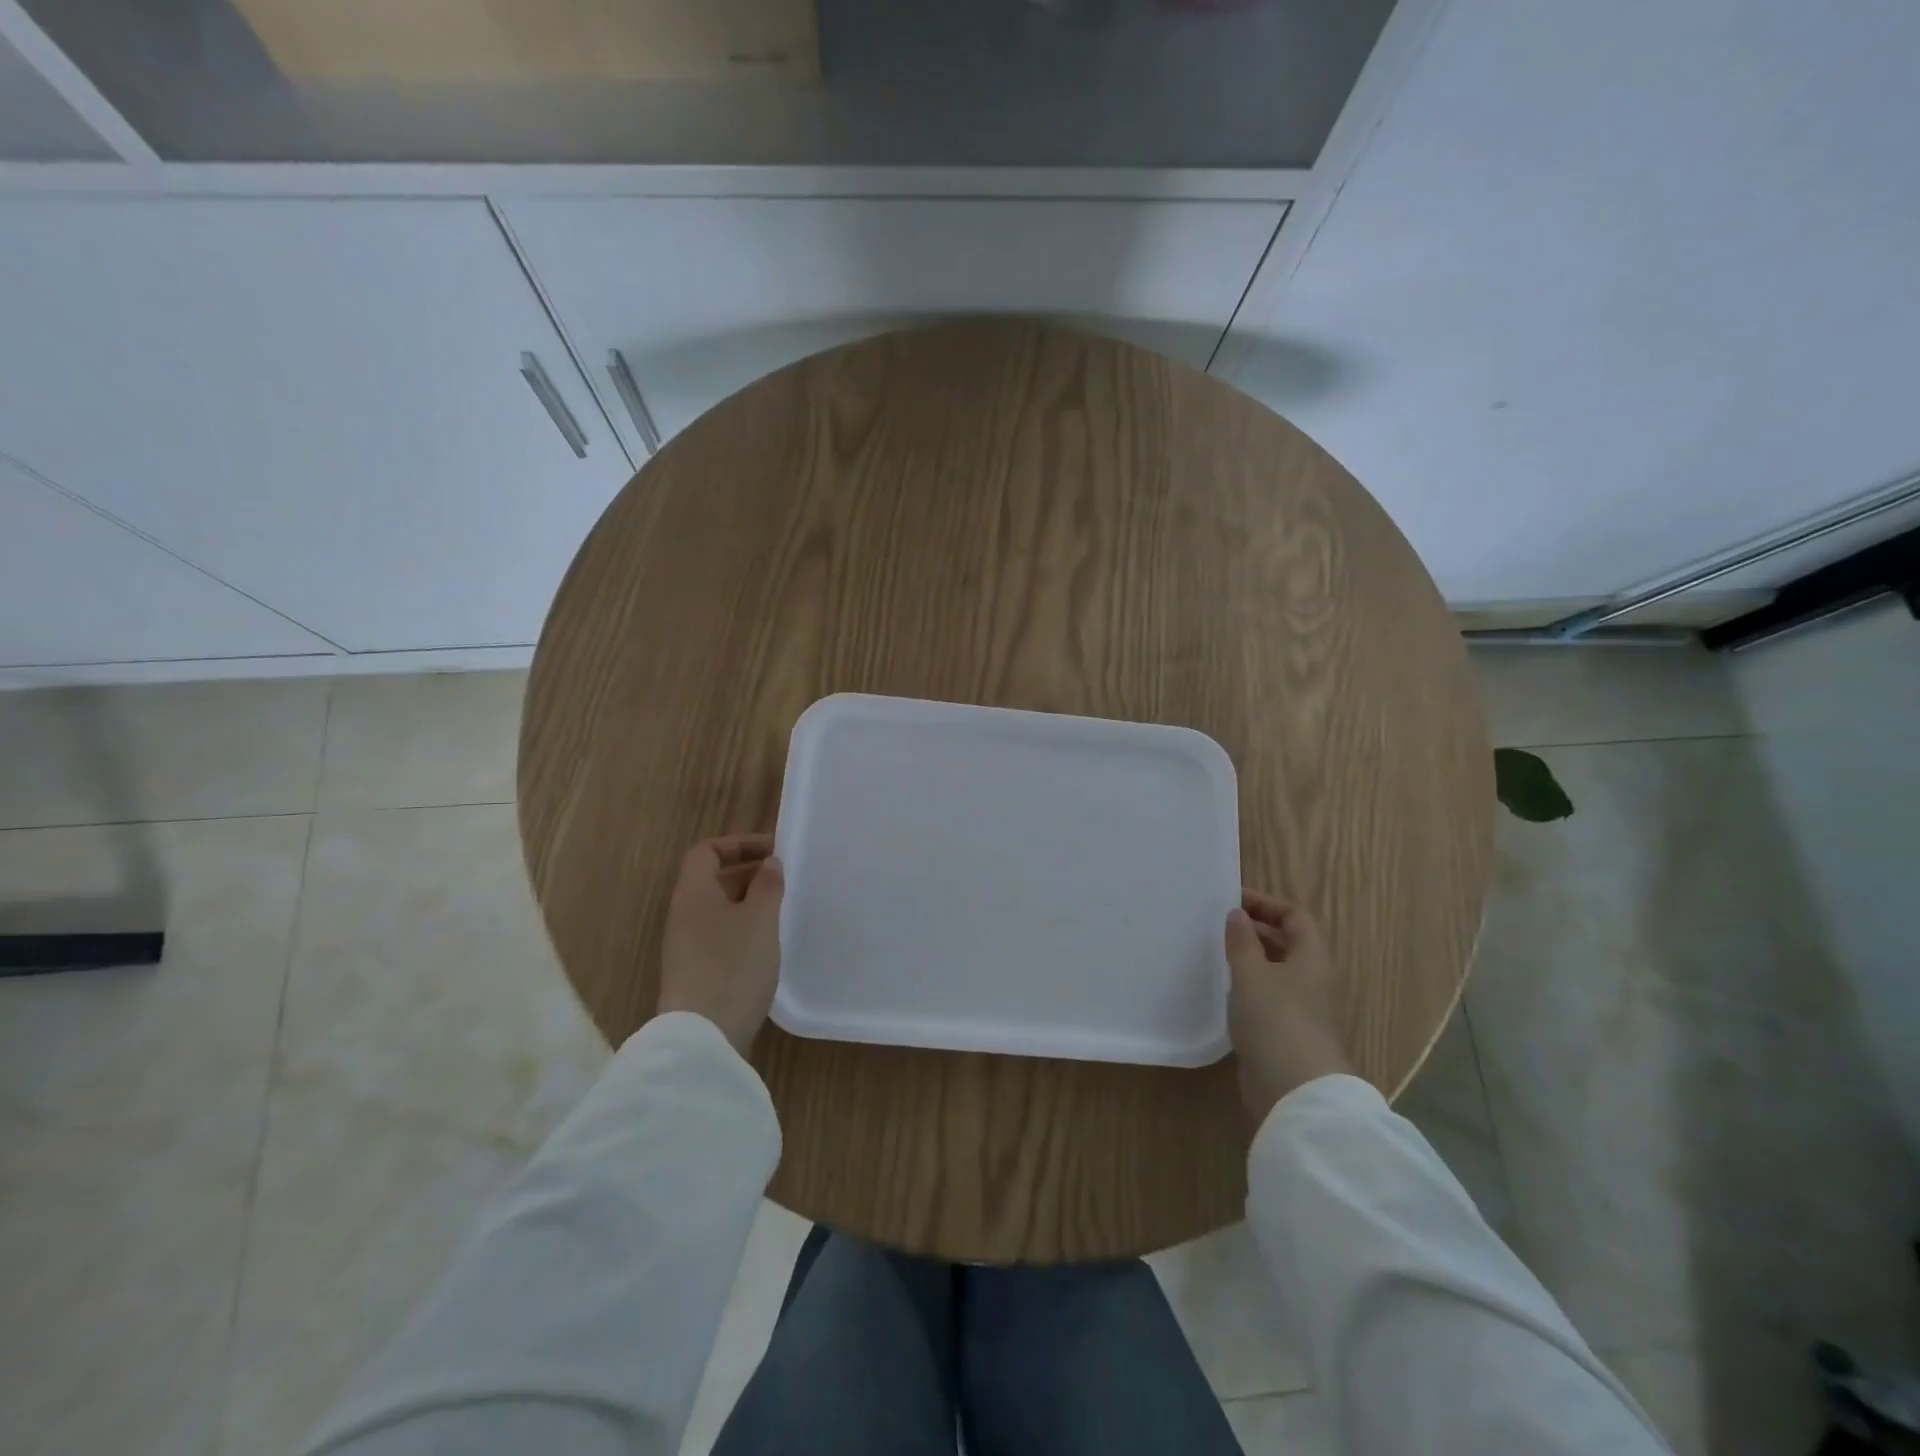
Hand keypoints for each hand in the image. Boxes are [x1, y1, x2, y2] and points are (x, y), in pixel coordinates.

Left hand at [658, 834, 784, 1056]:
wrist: (703, 1036)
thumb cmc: (733, 965)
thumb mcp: (760, 919)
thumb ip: (768, 885)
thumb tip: (769, 863)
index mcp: (693, 893)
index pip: (707, 851)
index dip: (738, 844)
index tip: (773, 852)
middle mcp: (683, 915)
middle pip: (712, 879)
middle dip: (749, 873)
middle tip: (784, 880)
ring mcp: (686, 946)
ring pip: (718, 909)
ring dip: (749, 903)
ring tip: (781, 910)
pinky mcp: (695, 972)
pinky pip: (719, 935)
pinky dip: (743, 929)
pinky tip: (767, 945)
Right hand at [1225, 890, 1352, 1122]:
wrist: (1295, 1090)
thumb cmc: (1276, 1019)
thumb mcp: (1251, 973)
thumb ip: (1242, 941)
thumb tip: (1238, 914)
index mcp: (1312, 958)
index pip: (1295, 916)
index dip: (1266, 904)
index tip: (1232, 900)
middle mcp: (1313, 979)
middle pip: (1288, 942)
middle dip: (1256, 929)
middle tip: (1219, 924)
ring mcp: (1302, 1008)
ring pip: (1277, 971)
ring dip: (1251, 958)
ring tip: (1217, 952)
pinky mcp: (1288, 1032)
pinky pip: (1269, 996)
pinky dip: (1249, 986)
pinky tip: (1224, 990)